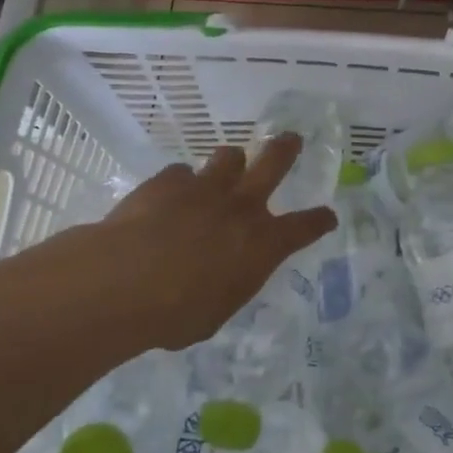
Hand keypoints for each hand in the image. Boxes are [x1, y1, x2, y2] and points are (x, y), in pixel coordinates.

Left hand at [50, 135, 336, 351]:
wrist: (124, 281)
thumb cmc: (177, 313)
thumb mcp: (217, 312)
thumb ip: (229, 285)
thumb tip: (225, 277)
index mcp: (262, 244)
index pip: (304, 228)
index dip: (319, 221)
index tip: (327, 215)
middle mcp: (241, 206)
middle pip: (274, 163)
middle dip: (285, 149)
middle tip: (291, 139)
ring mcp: (204, 187)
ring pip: (229, 157)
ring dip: (230, 163)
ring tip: (226, 168)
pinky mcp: (168, 180)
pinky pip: (182, 173)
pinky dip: (181, 183)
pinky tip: (169, 196)